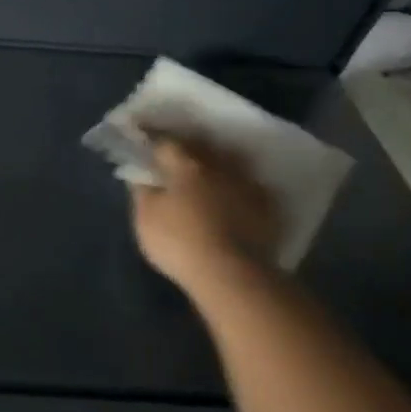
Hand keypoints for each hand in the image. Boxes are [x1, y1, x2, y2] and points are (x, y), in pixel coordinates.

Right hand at [129, 137, 282, 292]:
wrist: (232, 275)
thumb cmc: (179, 241)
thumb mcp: (145, 218)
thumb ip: (142, 192)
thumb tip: (142, 176)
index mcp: (185, 165)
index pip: (165, 142)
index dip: (152, 139)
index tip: (142, 136)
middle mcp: (219, 166)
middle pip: (202, 145)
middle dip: (188, 144)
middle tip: (177, 150)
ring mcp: (247, 185)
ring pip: (231, 161)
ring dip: (219, 161)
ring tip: (210, 167)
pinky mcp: (269, 208)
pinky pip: (252, 187)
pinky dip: (242, 186)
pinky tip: (238, 193)